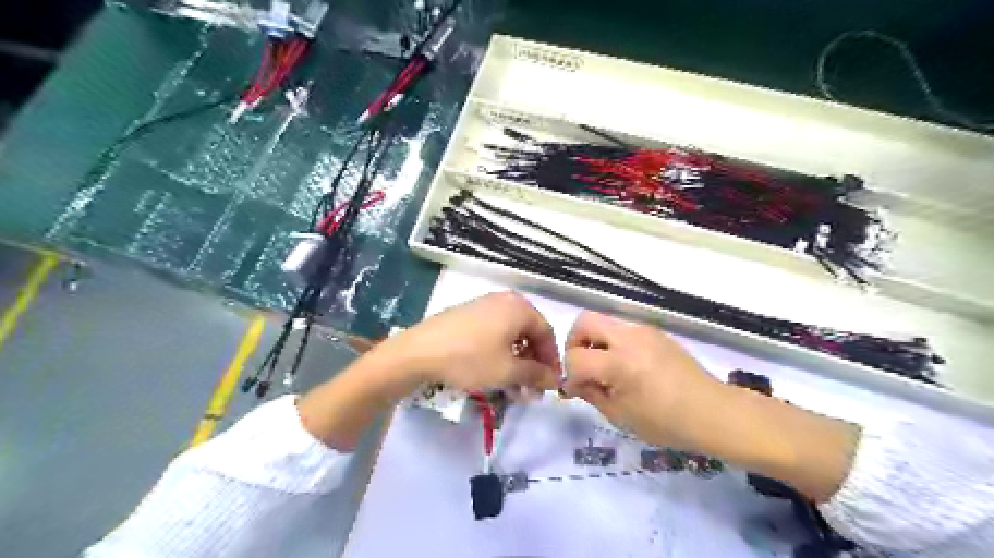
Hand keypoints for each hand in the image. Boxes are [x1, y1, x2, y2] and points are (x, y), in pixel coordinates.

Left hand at [388, 292, 562, 391]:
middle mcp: (504, 300)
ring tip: (512, 386)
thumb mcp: (508, 371)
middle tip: (530, 389)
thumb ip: (537, 375)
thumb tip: (556, 380)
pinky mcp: (466, 314)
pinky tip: (492, 371)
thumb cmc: (470, 359)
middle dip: (532, 363)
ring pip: (510, 335)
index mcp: (519, 307)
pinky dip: (499, 352)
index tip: (551, 384)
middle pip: (528, 333)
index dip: (552, 361)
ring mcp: (483, 305)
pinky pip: (493, 332)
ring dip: (516, 361)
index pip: (547, 334)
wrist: (418, 352)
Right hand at [558, 312, 727, 451]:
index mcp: (618, 363)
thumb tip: (575, 383)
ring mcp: (643, 331)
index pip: (576, 357)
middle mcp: (628, 338)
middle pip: (584, 322)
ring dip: (596, 341)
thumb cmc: (666, 423)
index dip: (569, 375)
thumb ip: (592, 394)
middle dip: (574, 343)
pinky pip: (623, 329)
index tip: (576, 391)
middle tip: (582, 366)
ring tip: (606, 369)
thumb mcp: (621, 416)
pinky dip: (614, 343)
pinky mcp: (655, 332)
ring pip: (604, 322)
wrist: (714, 412)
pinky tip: (627, 367)